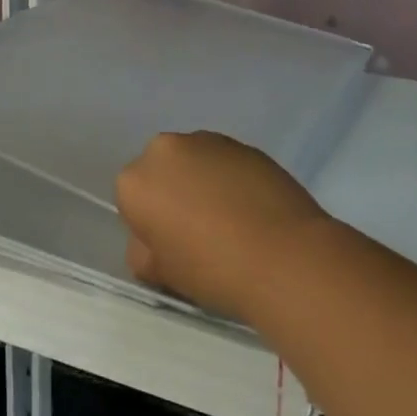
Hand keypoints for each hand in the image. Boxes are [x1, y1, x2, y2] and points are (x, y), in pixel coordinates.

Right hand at [115, 131, 332, 322]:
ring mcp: (208, 141)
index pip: (132, 201)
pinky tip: (252, 210)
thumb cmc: (213, 269)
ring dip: (203, 182)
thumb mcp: (161, 274)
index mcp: (136, 180)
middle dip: (174, 194)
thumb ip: (142, 251)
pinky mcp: (245, 144)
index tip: (172, 247)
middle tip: (199, 232)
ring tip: (231, 221)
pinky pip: (226, 163)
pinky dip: (231, 179)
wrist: (284, 256)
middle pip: (162, 172)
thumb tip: (154, 240)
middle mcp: (166, 148)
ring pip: (194, 162)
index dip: (150, 226)